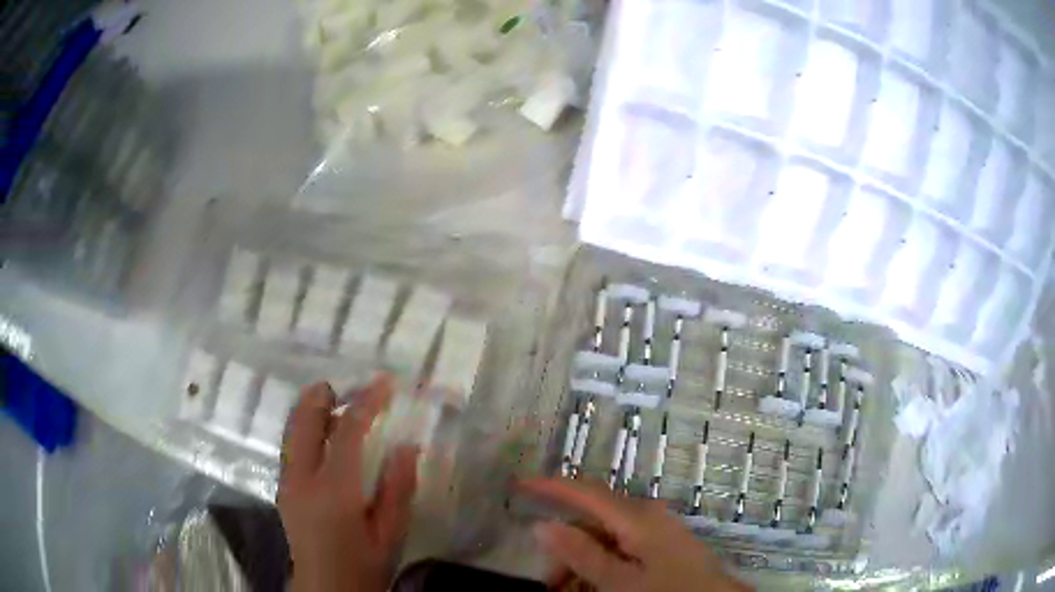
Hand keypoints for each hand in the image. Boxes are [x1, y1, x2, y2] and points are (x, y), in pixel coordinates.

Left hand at [277, 375, 419, 591]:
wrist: (326, 589)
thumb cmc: (363, 566)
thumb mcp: (391, 534)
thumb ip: (398, 489)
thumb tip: (408, 446)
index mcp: (334, 490)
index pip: (348, 431)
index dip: (367, 402)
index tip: (385, 382)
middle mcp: (303, 478)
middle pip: (306, 420)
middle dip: (325, 395)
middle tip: (347, 385)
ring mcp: (287, 482)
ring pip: (292, 429)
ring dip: (311, 409)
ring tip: (335, 401)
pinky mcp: (283, 488)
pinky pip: (290, 445)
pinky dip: (304, 428)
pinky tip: (323, 434)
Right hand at [520, 478, 750, 591]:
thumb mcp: (619, 582)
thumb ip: (582, 554)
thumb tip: (543, 525)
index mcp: (637, 518)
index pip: (585, 492)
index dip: (551, 486)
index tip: (519, 483)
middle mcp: (647, 515)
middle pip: (593, 522)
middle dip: (566, 548)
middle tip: (549, 583)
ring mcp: (658, 530)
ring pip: (607, 539)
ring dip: (583, 563)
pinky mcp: (664, 545)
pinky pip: (624, 549)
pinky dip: (604, 567)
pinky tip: (597, 586)